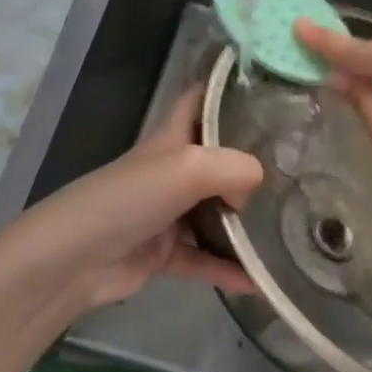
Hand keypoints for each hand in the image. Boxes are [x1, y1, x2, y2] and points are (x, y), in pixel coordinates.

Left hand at [0, 88, 263, 311]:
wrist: (71, 260)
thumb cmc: (128, 199)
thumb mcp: (187, 168)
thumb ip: (234, 169)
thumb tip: (253, 192)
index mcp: (172, 139)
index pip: (201, 100)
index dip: (229, 90)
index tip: (272, 91)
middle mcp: (171, 170)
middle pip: (217, 158)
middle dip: (252, 160)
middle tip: (300, 165)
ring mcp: (166, 213)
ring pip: (214, 211)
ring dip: (244, 221)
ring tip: (289, 224)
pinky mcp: (161, 253)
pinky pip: (203, 258)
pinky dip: (227, 268)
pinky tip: (258, 282)